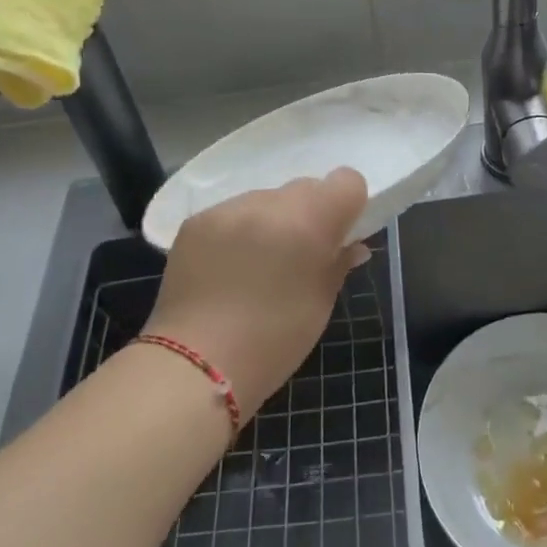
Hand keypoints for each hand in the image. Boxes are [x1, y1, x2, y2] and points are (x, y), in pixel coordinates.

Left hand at [144, 169, 369, 416]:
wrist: (195, 364)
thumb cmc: (273, 341)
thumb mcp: (320, 304)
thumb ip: (338, 263)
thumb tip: (351, 245)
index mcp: (308, 222)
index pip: (346, 181)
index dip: (349, 204)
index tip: (340, 234)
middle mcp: (268, 204)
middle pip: (305, 188)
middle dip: (310, 213)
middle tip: (300, 254)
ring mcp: (228, 209)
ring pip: (266, 199)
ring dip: (272, 221)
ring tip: (258, 264)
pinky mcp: (196, 221)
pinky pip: (232, 214)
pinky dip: (239, 231)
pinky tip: (228, 267)